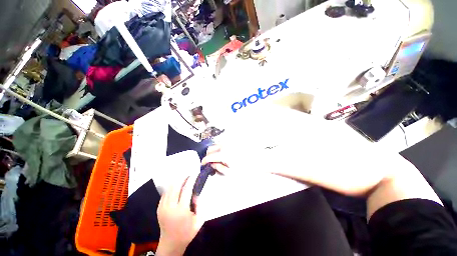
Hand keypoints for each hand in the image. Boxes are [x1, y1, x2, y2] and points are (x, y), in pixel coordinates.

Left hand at [156, 175, 204, 255]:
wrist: (171, 244)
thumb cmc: (187, 233)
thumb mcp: (199, 220)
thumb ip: (199, 205)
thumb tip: (195, 194)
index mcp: (181, 210)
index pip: (186, 190)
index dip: (191, 180)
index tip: (195, 174)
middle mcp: (170, 207)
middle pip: (175, 187)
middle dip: (182, 178)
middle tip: (188, 174)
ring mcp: (163, 207)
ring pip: (169, 189)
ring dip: (176, 182)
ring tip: (183, 178)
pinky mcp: (159, 208)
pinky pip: (165, 194)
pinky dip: (171, 188)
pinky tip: (175, 186)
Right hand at [201, 145, 262, 174]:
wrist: (259, 161)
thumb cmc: (246, 168)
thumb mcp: (230, 172)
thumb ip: (218, 168)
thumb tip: (212, 164)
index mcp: (223, 154)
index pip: (209, 156)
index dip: (204, 161)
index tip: (203, 165)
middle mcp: (225, 145)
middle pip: (210, 148)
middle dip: (208, 156)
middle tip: (211, 163)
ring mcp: (229, 142)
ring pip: (216, 145)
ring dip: (214, 151)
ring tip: (219, 159)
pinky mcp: (233, 141)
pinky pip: (223, 143)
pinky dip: (220, 148)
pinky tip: (225, 154)